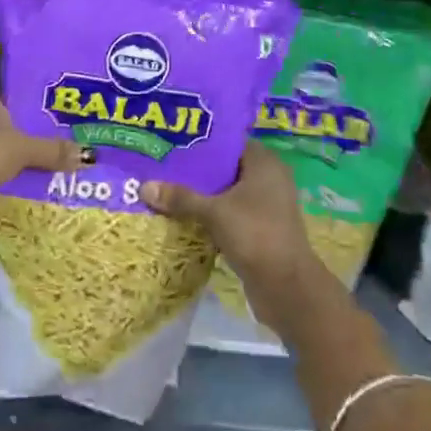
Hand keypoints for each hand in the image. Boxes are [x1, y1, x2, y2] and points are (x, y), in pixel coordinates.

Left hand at [0, 83, 85, 232]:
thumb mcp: (25, 149)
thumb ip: (53, 150)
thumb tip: (87, 155)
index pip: (11, 90)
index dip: (32, 99)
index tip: (56, 109)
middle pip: (6, 118)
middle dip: (28, 129)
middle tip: (60, 135)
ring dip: (16, 153)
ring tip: (50, 158)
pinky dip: (5, 171)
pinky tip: (27, 178)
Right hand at [141, 144, 325, 328]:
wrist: (287, 287)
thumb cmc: (254, 235)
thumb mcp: (214, 213)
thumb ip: (181, 198)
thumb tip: (144, 187)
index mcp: (264, 163)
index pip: (229, 143)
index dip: (202, 143)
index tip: (173, 145)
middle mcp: (269, 179)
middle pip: (226, 168)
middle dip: (197, 171)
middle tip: (163, 168)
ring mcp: (267, 206)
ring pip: (228, 193)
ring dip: (203, 196)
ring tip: (168, 191)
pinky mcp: (262, 229)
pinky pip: (232, 214)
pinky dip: (212, 215)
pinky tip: (185, 218)